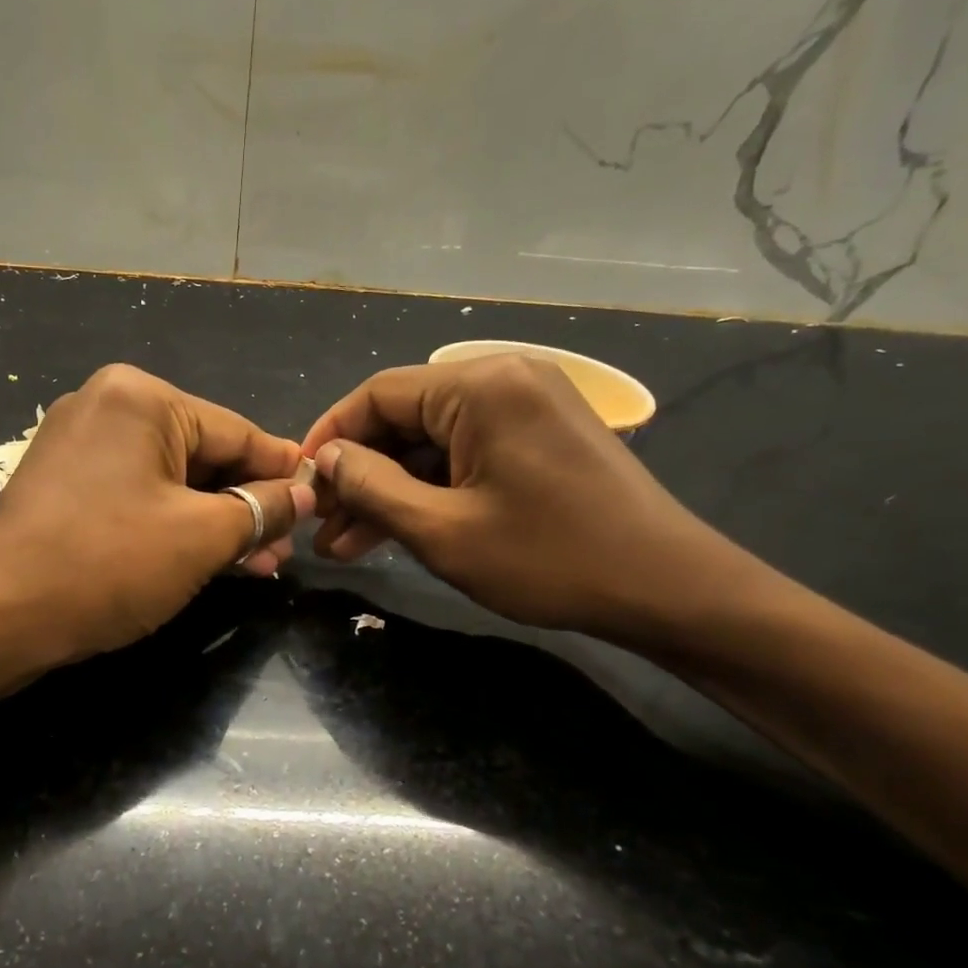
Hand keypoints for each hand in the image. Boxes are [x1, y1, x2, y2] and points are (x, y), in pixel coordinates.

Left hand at [0, 364, 313, 659]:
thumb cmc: (107, 563)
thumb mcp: (202, 536)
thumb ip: (262, 508)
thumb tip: (304, 493)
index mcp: (142, 396)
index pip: (236, 432)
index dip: (282, 473)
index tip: (319, 503)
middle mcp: (108, 404)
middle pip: (203, 454)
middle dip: (245, 506)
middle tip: (283, 552)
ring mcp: (80, 442)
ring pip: (171, 479)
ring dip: (213, 521)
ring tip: (257, 565)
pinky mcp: (64, 481)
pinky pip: (137, 494)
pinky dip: (172, 523)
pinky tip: (206, 557)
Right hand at [300, 354, 741, 645]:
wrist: (668, 590)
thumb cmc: (551, 559)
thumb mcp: (443, 530)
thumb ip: (372, 486)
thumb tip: (325, 458)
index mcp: (481, 385)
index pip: (378, 394)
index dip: (330, 437)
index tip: (298, 481)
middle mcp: (502, 378)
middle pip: (404, 418)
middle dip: (359, 475)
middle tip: (321, 527)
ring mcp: (525, 407)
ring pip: (430, 443)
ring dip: (389, 490)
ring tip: (345, 545)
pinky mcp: (537, 437)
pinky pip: (464, 455)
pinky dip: (429, 490)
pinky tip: (394, 531)